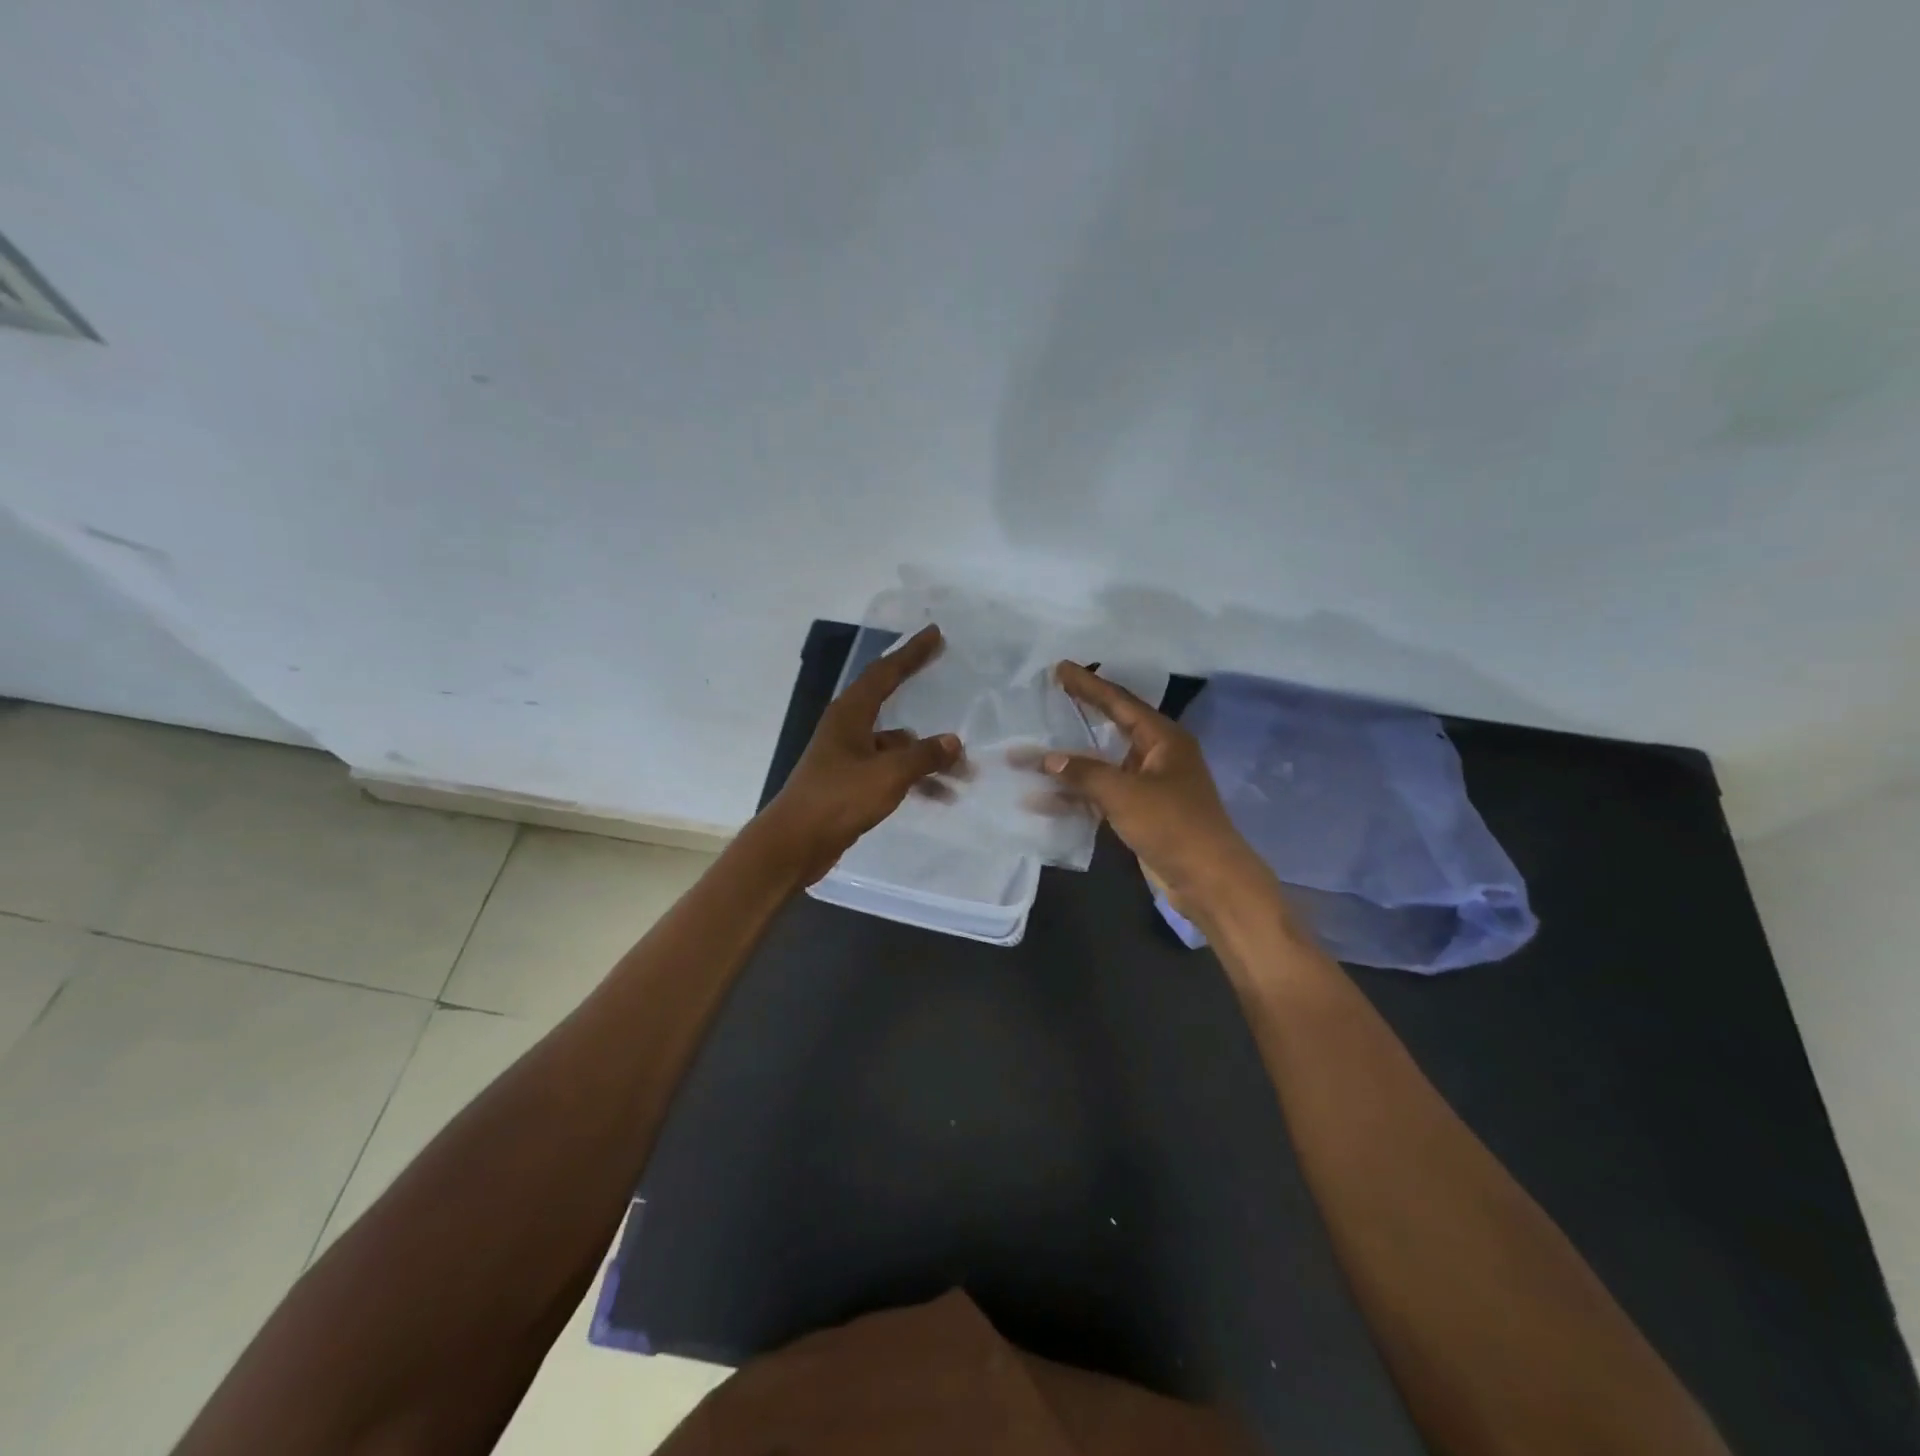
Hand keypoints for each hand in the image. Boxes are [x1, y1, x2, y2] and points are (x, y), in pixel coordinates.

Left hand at [757, 625, 963, 883]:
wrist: (795, 844)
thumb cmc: (838, 799)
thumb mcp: (887, 775)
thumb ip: (923, 756)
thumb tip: (953, 742)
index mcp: (850, 715)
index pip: (884, 673)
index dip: (911, 653)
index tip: (935, 634)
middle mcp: (847, 729)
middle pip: (889, 702)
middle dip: (920, 693)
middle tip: (949, 677)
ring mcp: (848, 757)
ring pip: (895, 745)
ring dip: (926, 754)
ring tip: (963, 769)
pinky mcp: (850, 784)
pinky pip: (891, 771)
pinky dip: (914, 779)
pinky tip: (940, 795)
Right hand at [1043, 662, 1265, 915]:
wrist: (1208, 879)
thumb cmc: (1172, 825)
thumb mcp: (1125, 793)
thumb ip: (1085, 773)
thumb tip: (1048, 758)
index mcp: (1163, 739)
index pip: (1120, 702)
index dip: (1089, 685)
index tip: (1060, 669)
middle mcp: (1157, 756)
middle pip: (1111, 728)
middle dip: (1079, 716)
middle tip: (1049, 696)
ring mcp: (1148, 785)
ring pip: (1102, 765)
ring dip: (1069, 763)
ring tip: (1031, 753)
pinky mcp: (1140, 813)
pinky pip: (1102, 794)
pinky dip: (1076, 796)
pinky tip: (1042, 798)